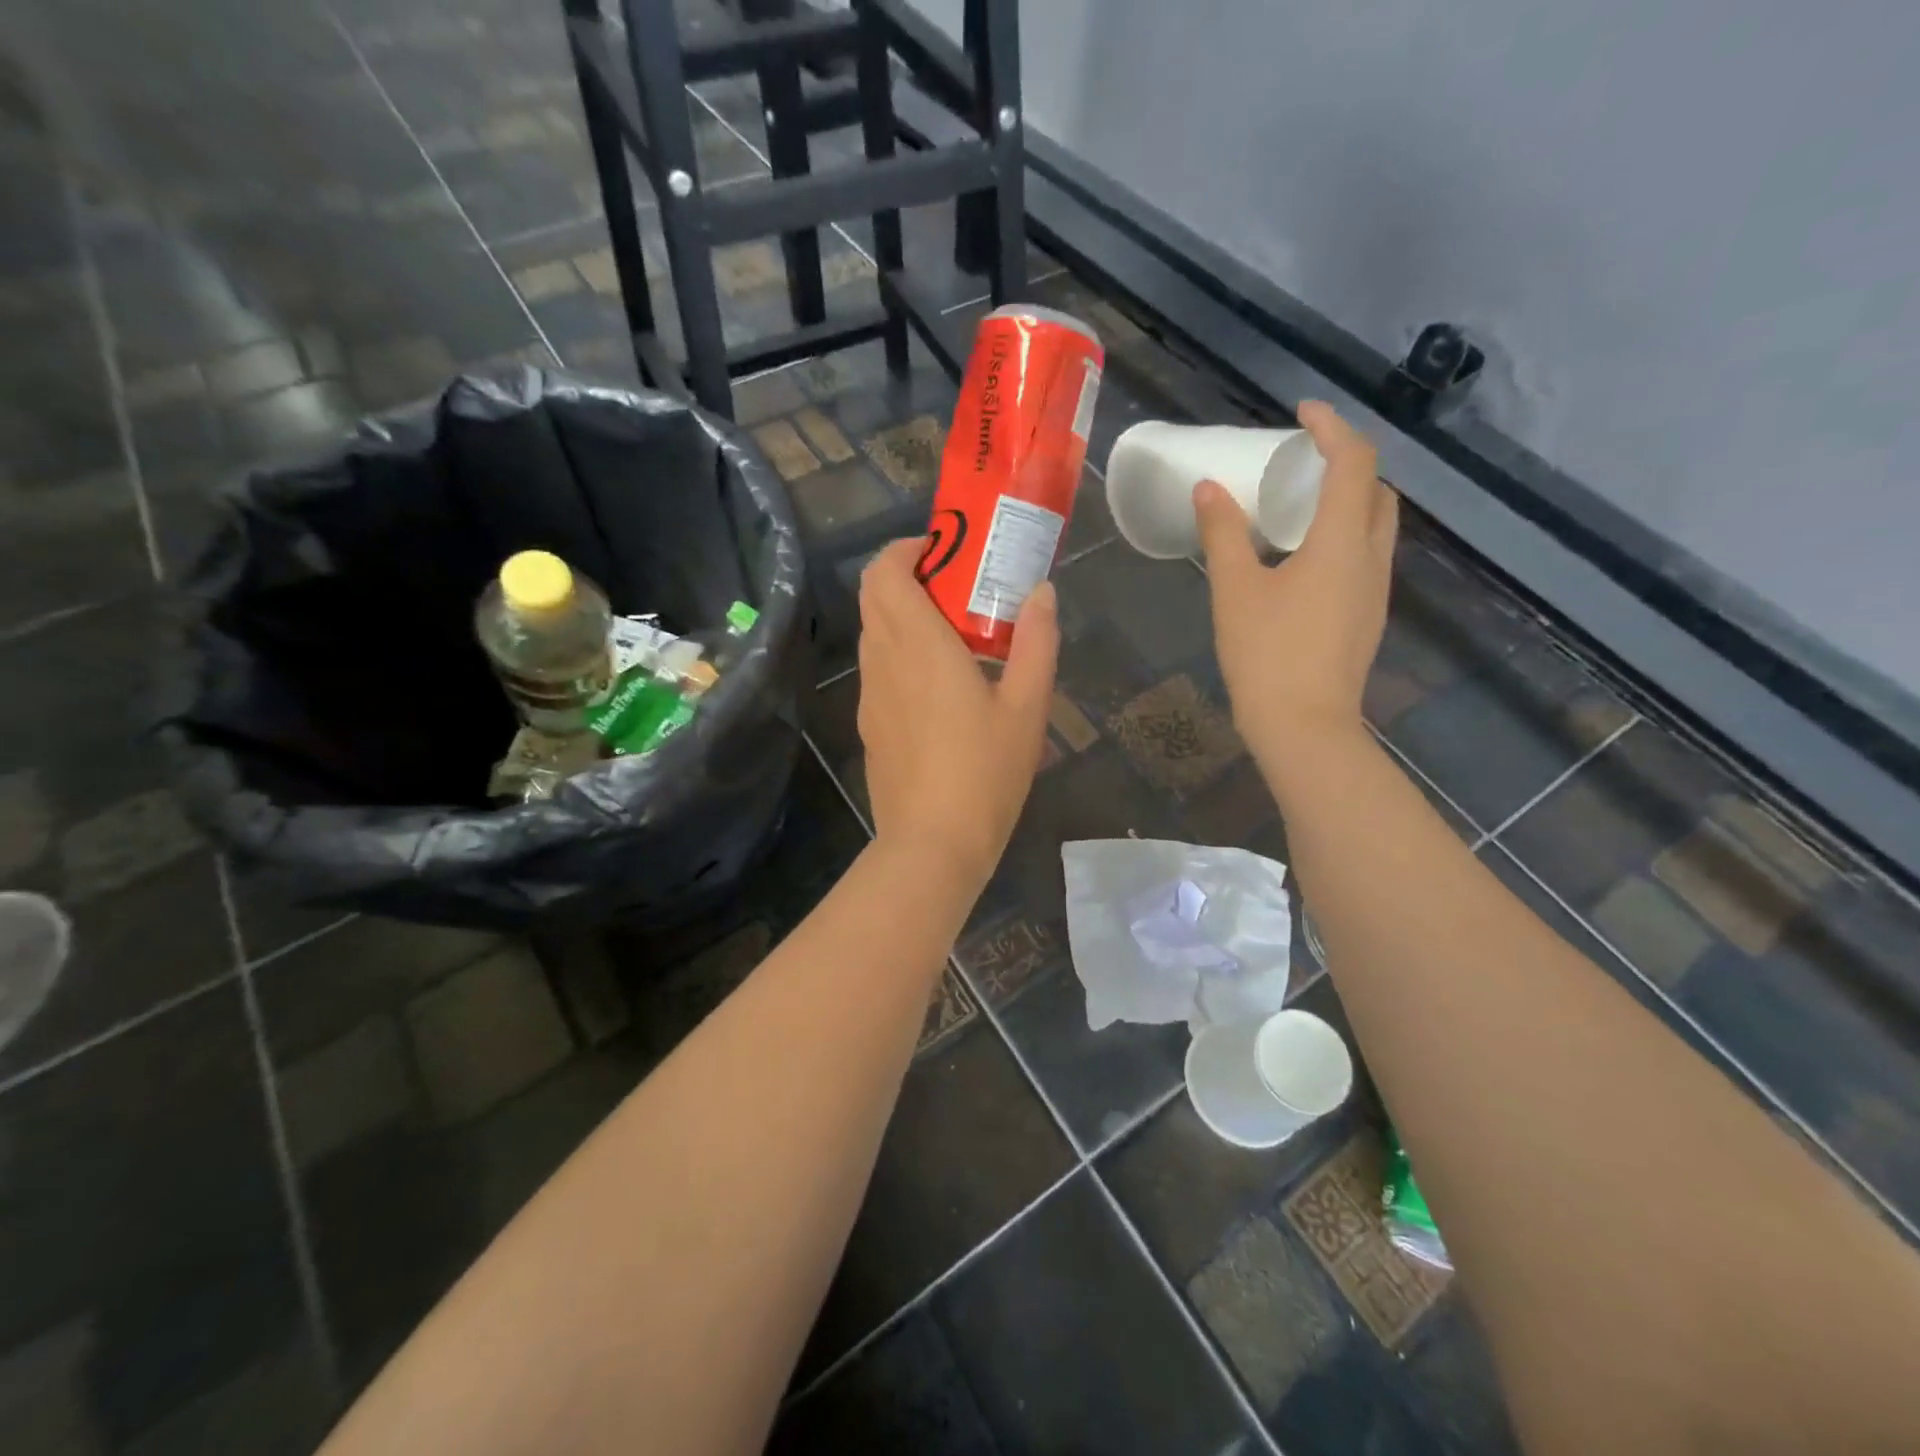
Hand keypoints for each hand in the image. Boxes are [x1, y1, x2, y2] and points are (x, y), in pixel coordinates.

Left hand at [855, 539, 1059, 890]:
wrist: (932, 844)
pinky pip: (878, 670)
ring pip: (873, 633)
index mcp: (918, 645)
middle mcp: (883, 661)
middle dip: (907, 577)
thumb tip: (1042, 593)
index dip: (906, 550)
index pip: (884, 572)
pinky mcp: (869, 725)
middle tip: (957, 589)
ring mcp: (870, 695)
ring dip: (903, 617)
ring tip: (953, 636)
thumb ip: (1037, 642)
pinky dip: (899, 654)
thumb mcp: (1028, 707)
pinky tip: (939, 686)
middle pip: (873, 596)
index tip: (945, 552)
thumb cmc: (985, 772)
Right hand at [1195, 401, 1397, 766]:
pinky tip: (1304, 557)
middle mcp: (1372, 557)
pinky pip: (1365, 555)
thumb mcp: (1235, 590)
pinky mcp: (1367, 616)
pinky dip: (1343, 535)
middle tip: (1301, 462)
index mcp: (1343, 541)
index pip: (1354, 461)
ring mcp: (1375, 590)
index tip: (1300, 413)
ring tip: (1299, 505)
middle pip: (1376, 490)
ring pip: (1375, 525)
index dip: (1332, 427)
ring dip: (1347, 501)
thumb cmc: (1267, 654)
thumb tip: (1209, 489)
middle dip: (1346, 462)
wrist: (1304, 727)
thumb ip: (1223, 534)